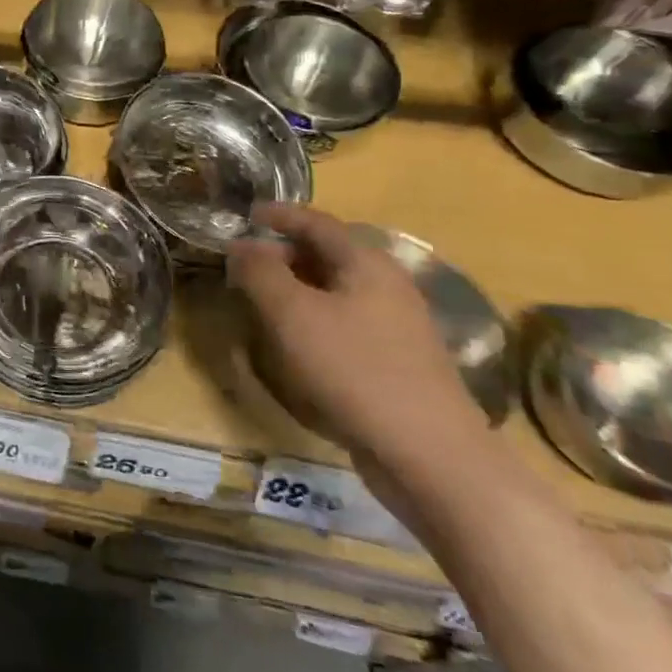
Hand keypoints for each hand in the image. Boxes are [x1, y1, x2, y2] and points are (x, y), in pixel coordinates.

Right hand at [227, 204, 492, 484]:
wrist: (431, 456)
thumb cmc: (355, 370)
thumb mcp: (292, 314)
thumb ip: (260, 272)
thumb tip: (240, 246)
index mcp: (367, 263)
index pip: (316, 222)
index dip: (278, 215)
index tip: (245, 215)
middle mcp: (387, 286)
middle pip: (327, 255)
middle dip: (283, 254)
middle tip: (244, 265)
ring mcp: (396, 326)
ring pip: (335, 292)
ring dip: (296, 290)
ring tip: (260, 302)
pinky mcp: (396, 363)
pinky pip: (345, 325)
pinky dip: (314, 321)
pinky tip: (294, 344)